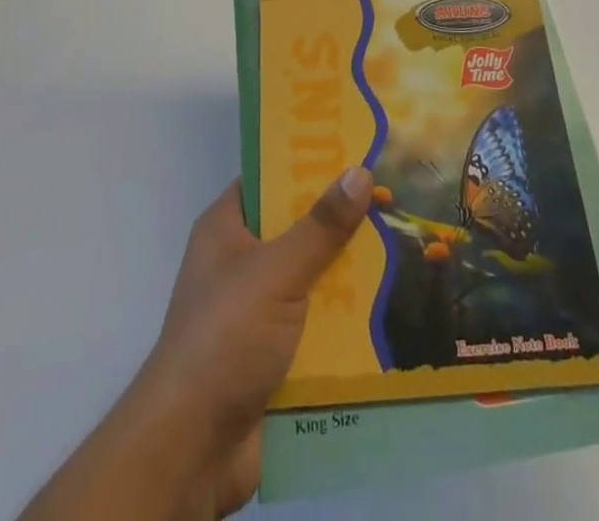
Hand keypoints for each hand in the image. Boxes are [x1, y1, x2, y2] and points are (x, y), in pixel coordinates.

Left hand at [21, 169, 373, 520]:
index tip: (355, 151)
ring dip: (350, 276)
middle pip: (297, 230)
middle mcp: (240, 263)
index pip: (269, 179)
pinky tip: (391, 311)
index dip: (308, 164)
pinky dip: (346, 323)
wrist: (192, 447)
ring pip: (313, 279)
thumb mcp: (276, 271)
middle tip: (393, 201)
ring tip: (406, 251)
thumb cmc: (225, 337)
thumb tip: (359, 171)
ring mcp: (257, 311)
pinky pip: (317, 326)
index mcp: (227, 228)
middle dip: (341, 222)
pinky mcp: (274, 355)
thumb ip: (320, 226)